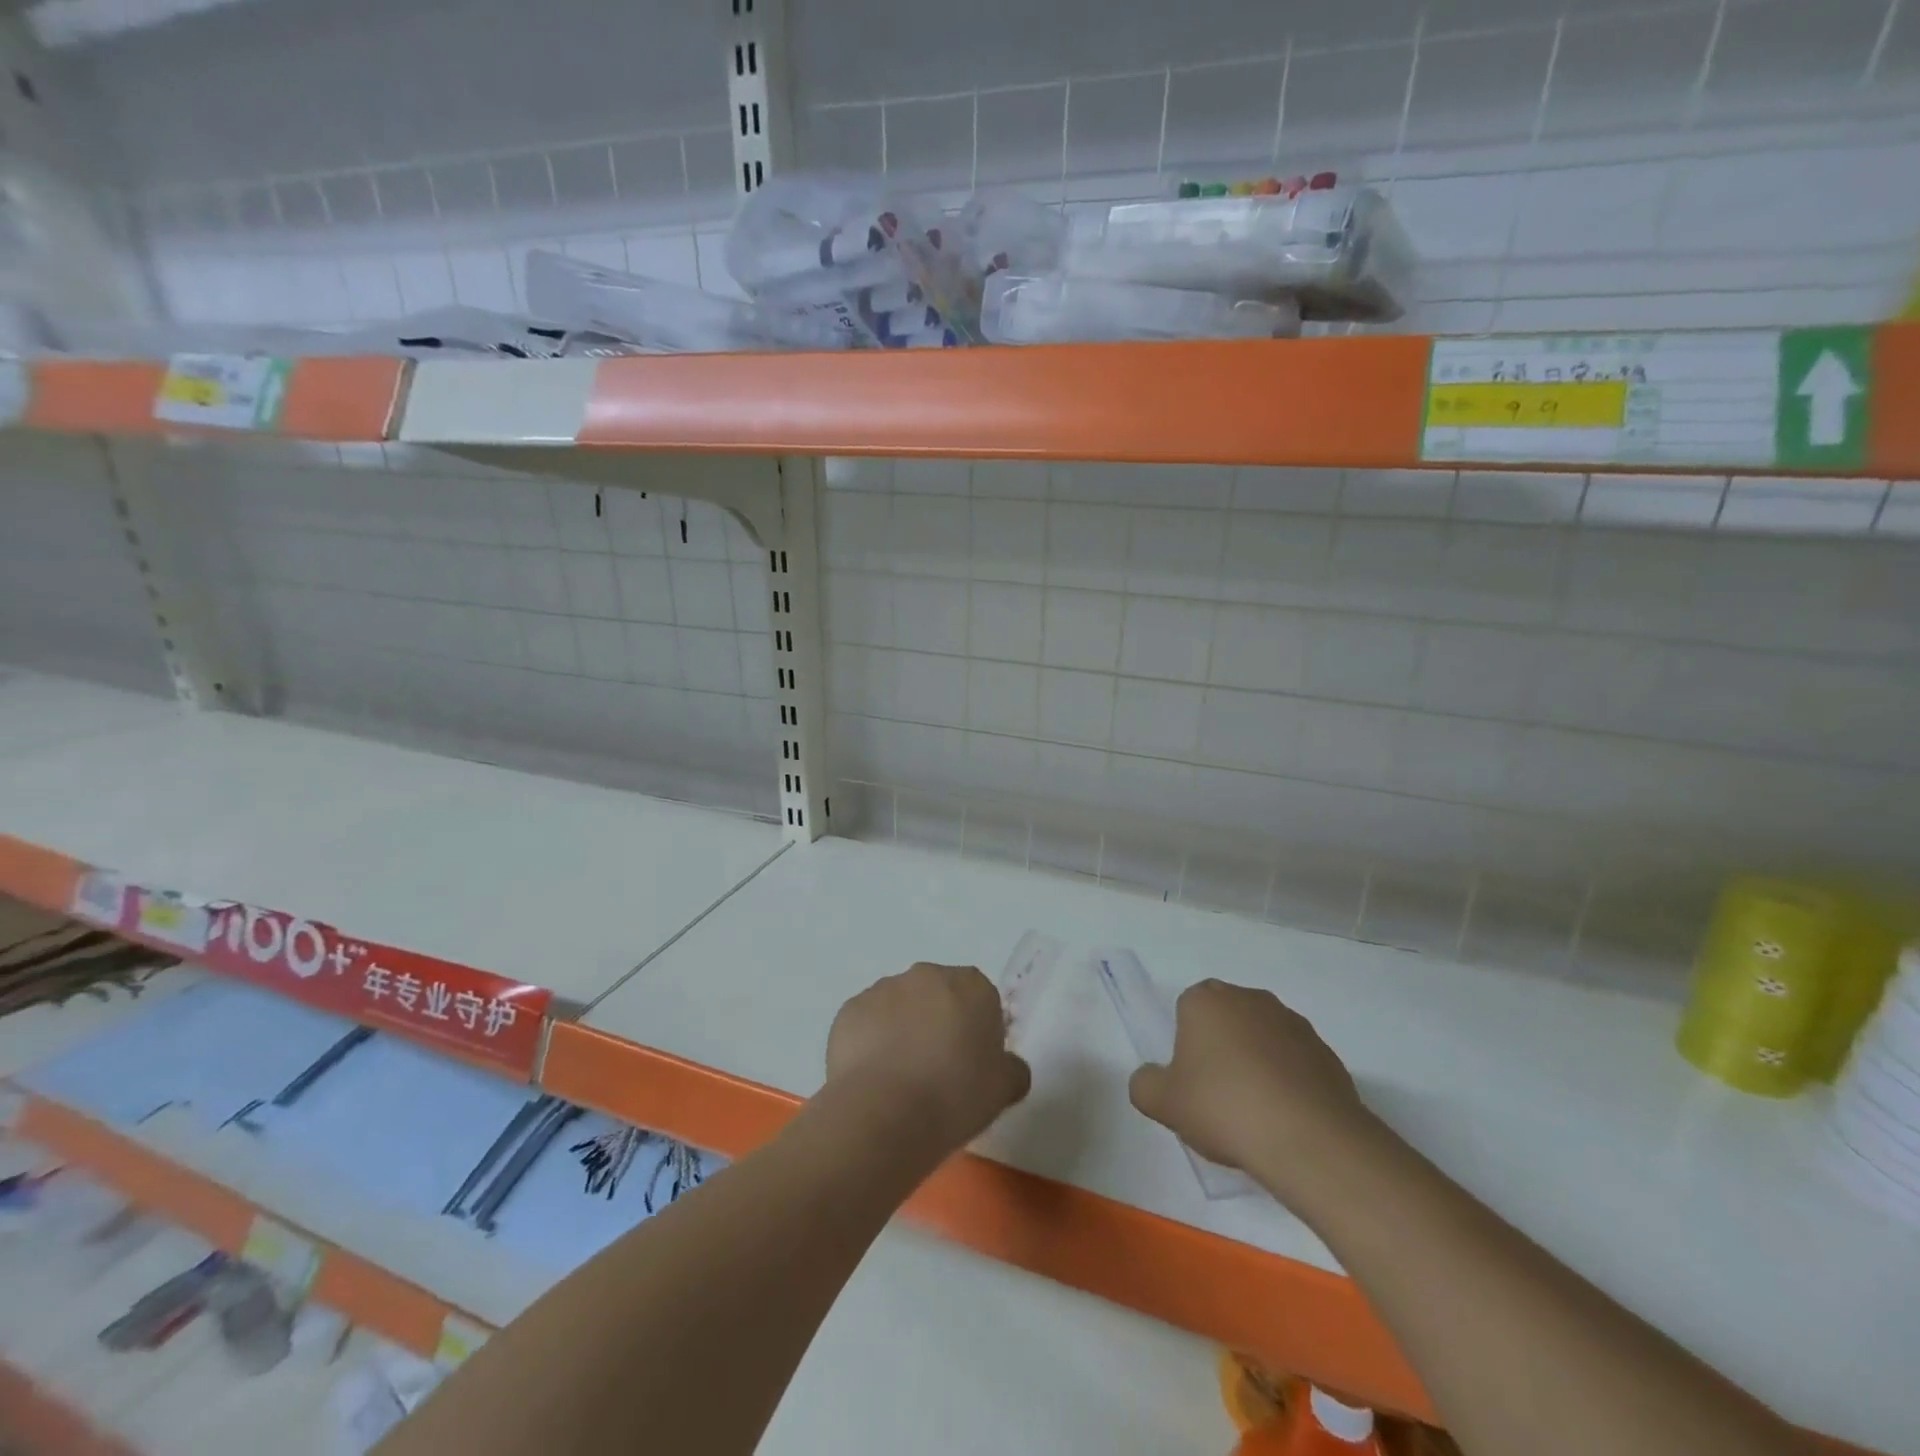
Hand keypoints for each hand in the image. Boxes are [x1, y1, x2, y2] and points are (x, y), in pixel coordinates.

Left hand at [826, 963, 1031, 1150]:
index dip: (977, 1031)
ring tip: (901, 1080)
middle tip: (938, 1072)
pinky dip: (871, 1043)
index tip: (972, 1065)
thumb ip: (1012, 1070)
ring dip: (903, 1031)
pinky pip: (868, 1023)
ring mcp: (884, 988)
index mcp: (971, 985)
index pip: (981, 999)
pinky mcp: (850, 1009)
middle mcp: (927, 975)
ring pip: (900, 1007)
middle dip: (939, 1023)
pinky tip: (874, 1079)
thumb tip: (1008, 1067)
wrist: (884, 1112)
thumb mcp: (1003, 1090)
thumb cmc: (955, 1095)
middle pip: (938, 996)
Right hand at [1128, 980, 1377, 1199]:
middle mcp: (1250, 999)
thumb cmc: (1224, 1107)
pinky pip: (1296, 1062)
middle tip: (1218, 1095)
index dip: (1187, 1042)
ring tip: (1255, 1113)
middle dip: (1222, 1047)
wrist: (1309, 1139)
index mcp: (1207, 1000)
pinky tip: (1286, 1119)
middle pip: (1227, 1018)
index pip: (1188, 1007)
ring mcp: (1293, 1023)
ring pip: (1263, 1038)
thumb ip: (1145, 1084)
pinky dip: (1289, 1082)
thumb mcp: (1163, 1103)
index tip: (1191, 1078)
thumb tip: (1150, 1078)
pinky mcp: (1327, 1053)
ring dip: (1258, 1063)